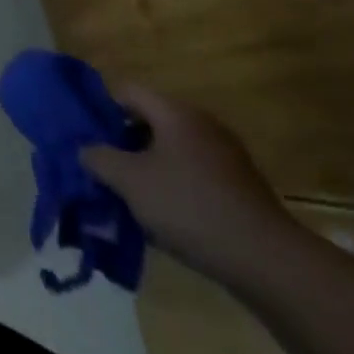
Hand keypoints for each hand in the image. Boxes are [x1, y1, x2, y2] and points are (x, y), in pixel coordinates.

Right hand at [81, 81, 299, 289]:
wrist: (268, 261)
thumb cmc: (189, 207)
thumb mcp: (130, 182)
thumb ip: (99, 158)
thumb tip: (85, 149)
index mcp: (174, 112)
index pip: (126, 91)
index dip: (101, 108)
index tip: (87, 136)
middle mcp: (201, 124)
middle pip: (148, 121)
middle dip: (123, 143)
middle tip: (104, 169)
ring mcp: (225, 155)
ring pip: (171, 151)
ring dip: (147, 168)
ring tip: (130, 197)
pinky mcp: (239, 186)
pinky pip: (193, 174)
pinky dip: (174, 187)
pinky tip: (165, 217)